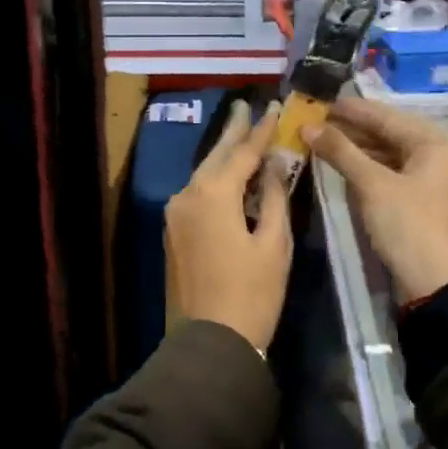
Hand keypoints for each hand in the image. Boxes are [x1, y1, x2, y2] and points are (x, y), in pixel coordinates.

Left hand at [166, 100, 292, 352]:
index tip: (275, 107)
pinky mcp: (172, 232)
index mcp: (213, 194)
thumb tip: (275, 165)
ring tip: (239, 134)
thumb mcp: (273, 243)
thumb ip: (274, 197)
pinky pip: (196, 194)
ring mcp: (175, 214)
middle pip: (215, 156)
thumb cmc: (252, 293)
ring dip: (222, 156)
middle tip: (245, 105)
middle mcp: (187, 195)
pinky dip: (214, 180)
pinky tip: (227, 176)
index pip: (242, 152)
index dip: (261, 130)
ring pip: (203, 174)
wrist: (210, 343)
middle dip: (233, 131)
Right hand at [306, 96, 447, 305]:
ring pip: (387, 155)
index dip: (353, 110)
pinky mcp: (419, 203)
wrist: (436, 286)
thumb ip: (341, 151)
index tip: (322, 102)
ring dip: (356, 149)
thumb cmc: (408, 225)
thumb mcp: (372, 185)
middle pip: (389, 134)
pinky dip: (366, 168)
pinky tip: (342, 165)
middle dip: (352, 129)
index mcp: (434, 144)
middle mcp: (436, 156)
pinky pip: (389, 174)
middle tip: (317, 121)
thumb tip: (308, 126)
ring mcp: (429, 181)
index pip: (387, 117)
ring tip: (323, 140)